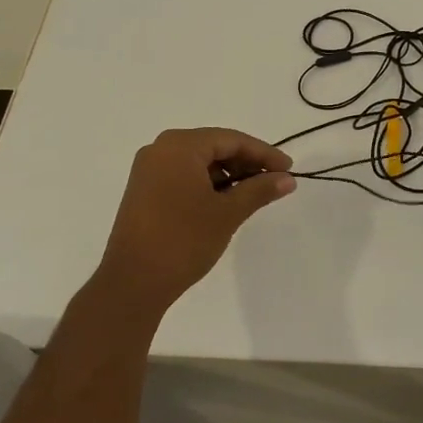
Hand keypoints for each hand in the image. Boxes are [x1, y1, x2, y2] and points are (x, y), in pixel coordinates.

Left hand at [92, 128, 294, 312]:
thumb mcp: (228, 213)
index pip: (231, 139)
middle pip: (214, 146)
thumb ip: (259, 190)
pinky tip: (227, 200)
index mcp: (180, 146)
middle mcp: (161, 149)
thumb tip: (288, 179)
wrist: (133, 282)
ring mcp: (149, 169)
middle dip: (246, 162)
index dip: (264, 153)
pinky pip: (184, 175)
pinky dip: (208, 183)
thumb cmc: (183, 241)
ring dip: (228, 174)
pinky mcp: (144, 190)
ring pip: (199, 162)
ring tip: (254, 193)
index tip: (289, 168)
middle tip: (275, 180)